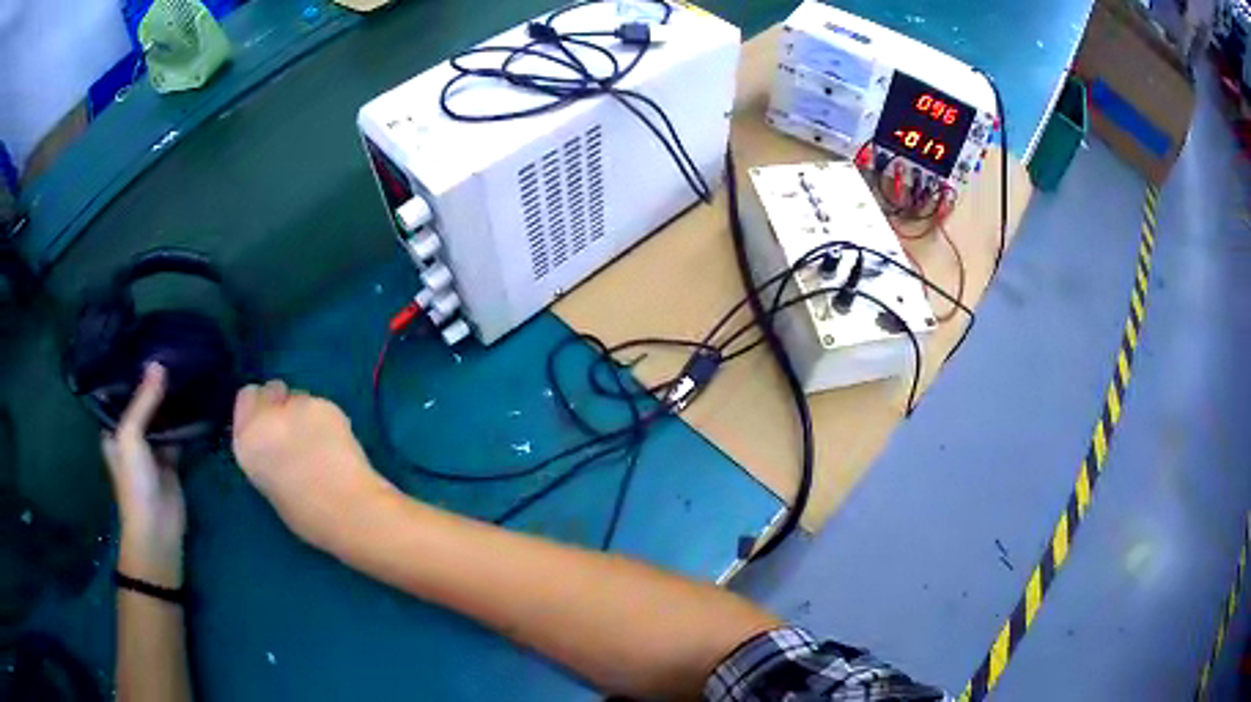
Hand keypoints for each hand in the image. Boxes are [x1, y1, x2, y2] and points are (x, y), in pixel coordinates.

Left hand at [103, 363, 184, 587]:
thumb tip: (159, 364)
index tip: (144, 342)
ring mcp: (151, 447)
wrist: (157, 528)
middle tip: (170, 349)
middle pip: (142, 401)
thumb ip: (143, 402)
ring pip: (161, 416)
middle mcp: (130, 433)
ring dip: (170, 399)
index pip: (119, 391)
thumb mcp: (131, 436)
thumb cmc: (134, 481)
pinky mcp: (170, 459)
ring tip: (184, 366)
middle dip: (153, 381)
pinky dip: (184, 420)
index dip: (130, 370)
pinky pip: (177, 433)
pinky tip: (194, 398)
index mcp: (114, 427)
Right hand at [232, 381, 394, 551]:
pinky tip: (338, 444)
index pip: (246, 399)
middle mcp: (266, 417)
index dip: (260, 408)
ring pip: (298, 397)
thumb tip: (275, 442)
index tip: (271, 421)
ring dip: (306, 413)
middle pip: (270, 390)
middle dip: (281, 404)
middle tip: (297, 428)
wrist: (347, 510)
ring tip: (322, 443)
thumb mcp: (268, 483)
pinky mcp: (325, 404)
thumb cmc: (307, 514)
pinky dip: (328, 419)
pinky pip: (322, 405)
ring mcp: (296, 406)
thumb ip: (266, 453)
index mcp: (246, 442)